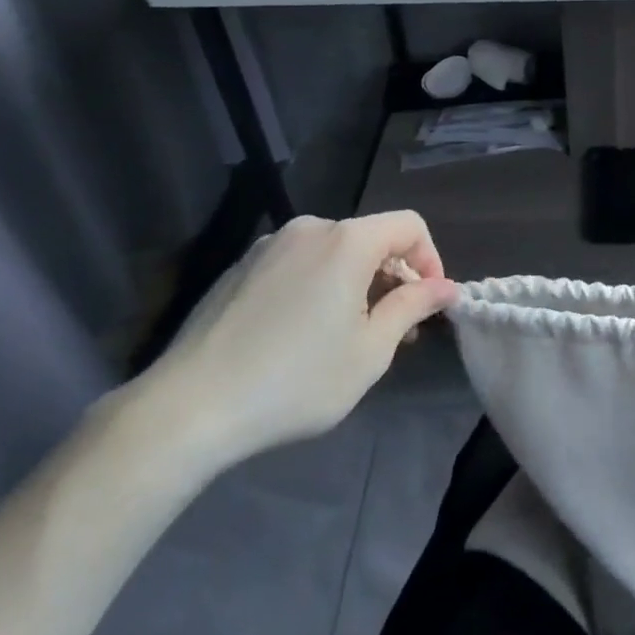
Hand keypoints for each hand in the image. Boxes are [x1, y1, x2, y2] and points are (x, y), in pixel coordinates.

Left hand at [140, 212, 458, 468]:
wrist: (188, 408)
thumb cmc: (295, 380)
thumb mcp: (370, 351)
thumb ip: (413, 308)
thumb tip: (446, 287)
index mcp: (346, 241)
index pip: (409, 226)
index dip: (430, 260)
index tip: (427, 306)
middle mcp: (308, 230)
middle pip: (370, 239)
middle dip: (392, 278)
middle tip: (394, 330)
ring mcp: (268, 246)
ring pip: (333, 253)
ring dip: (355, 285)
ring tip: (348, 336)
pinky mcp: (240, 268)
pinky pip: (298, 265)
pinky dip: (318, 287)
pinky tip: (301, 335)